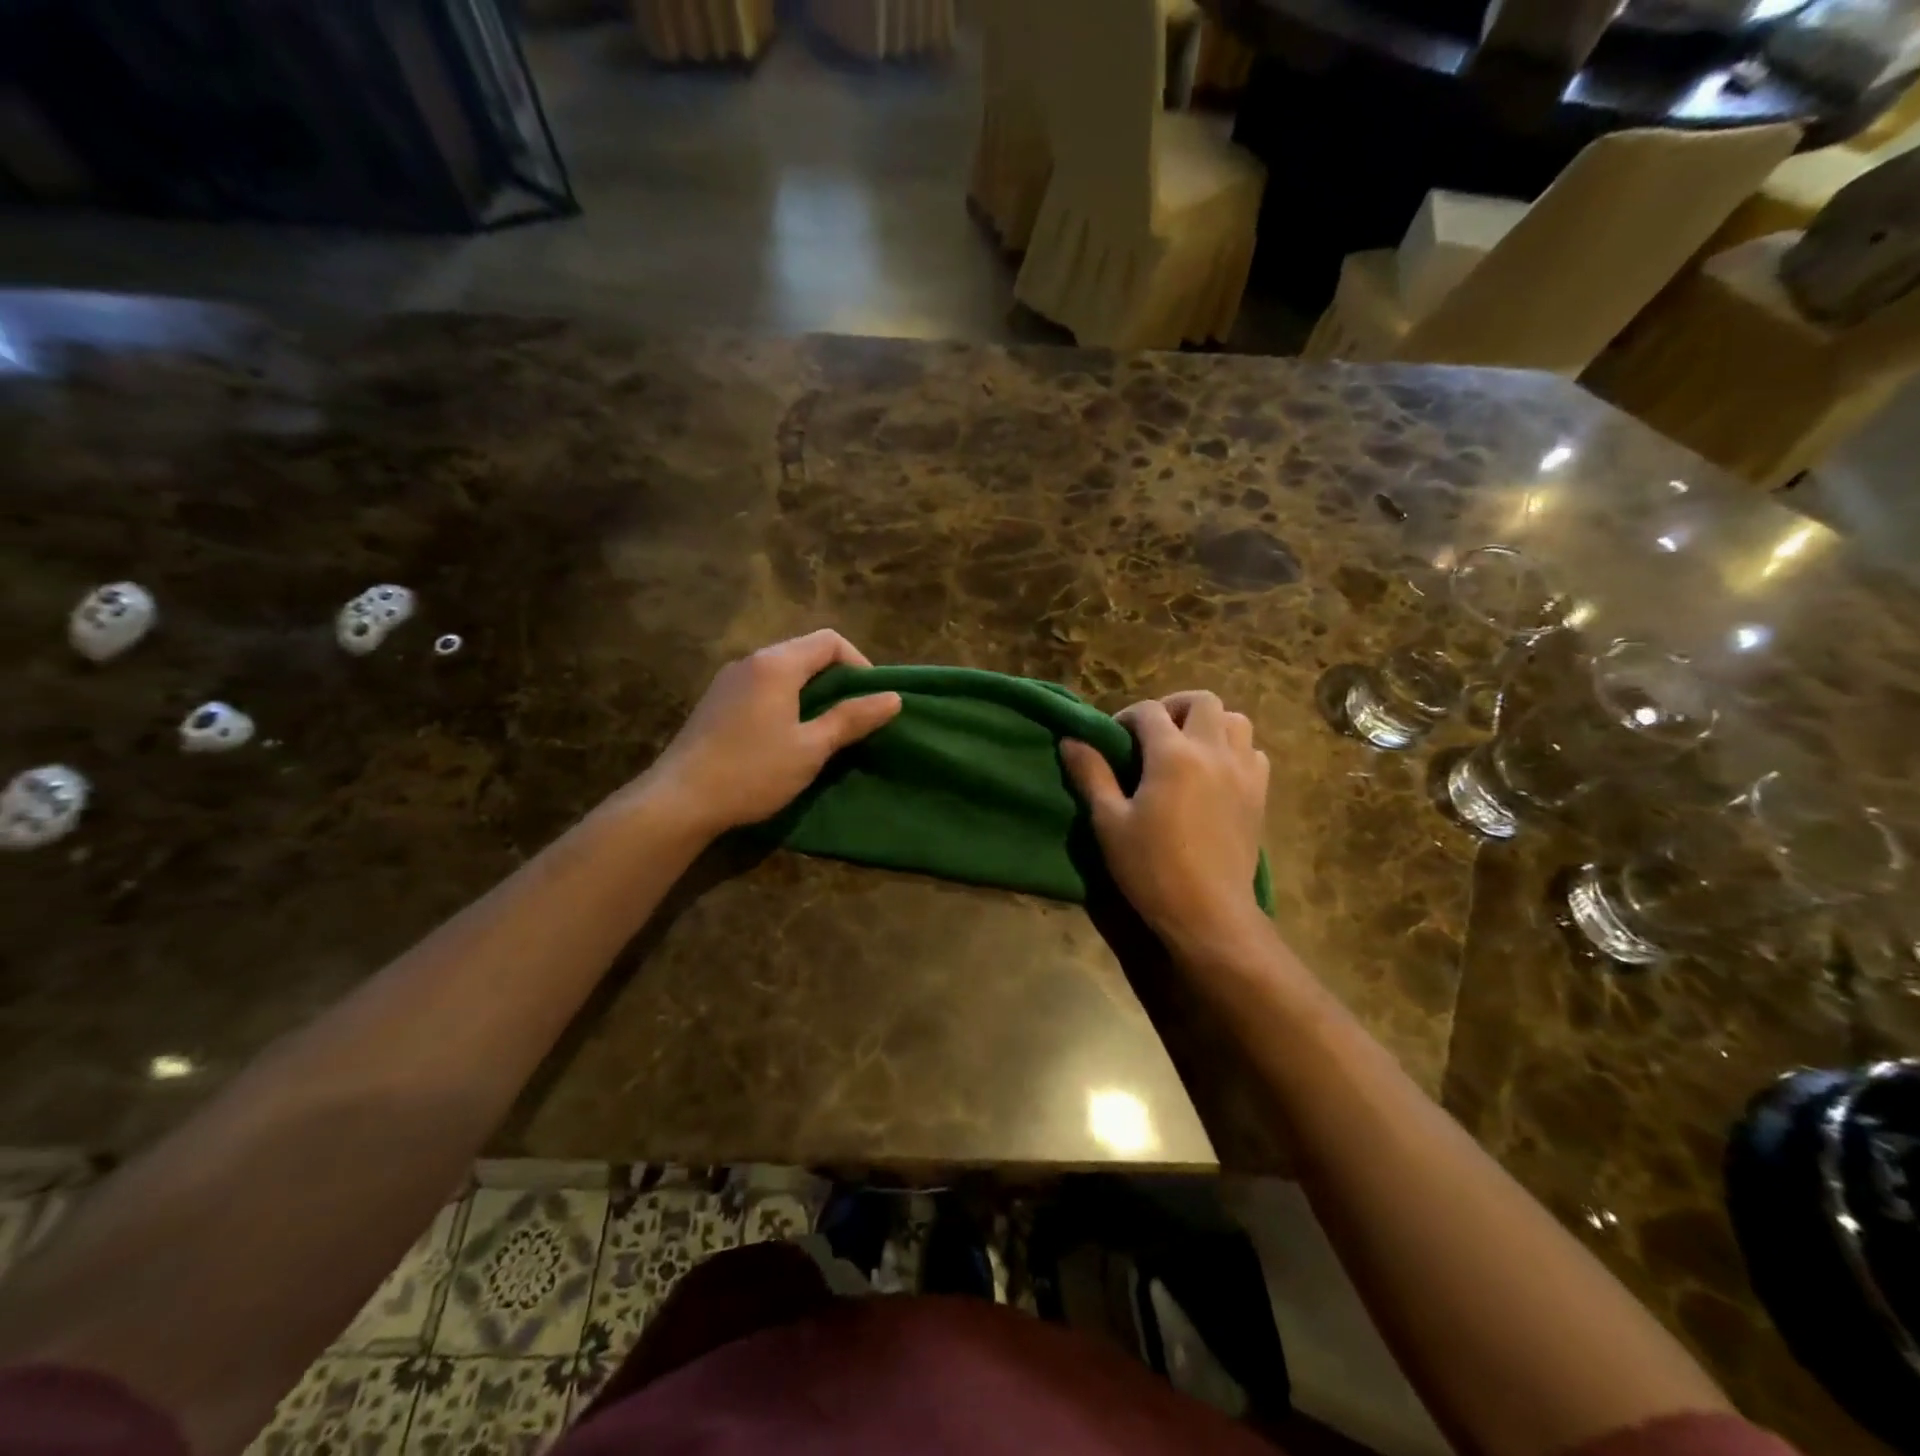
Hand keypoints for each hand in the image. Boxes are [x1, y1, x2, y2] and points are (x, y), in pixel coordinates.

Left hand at [633, 630, 901, 837]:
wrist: (679, 801)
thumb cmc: (753, 771)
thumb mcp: (811, 748)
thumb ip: (852, 718)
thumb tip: (893, 698)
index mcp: (777, 664)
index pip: (829, 641)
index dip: (859, 664)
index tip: (871, 700)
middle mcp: (751, 661)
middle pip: (805, 652)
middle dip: (836, 679)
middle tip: (853, 717)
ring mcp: (729, 680)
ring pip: (782, 671)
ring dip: (810, 691)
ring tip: (824, 729)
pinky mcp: (716, 701)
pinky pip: (762, 686)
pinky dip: (785, 700)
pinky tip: (786, 736)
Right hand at [1060, 691, 1269, 956]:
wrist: (1208, 913)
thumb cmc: (1151, 868)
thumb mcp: (1109, 821)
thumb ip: (1091, 774)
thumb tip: (1071, 740)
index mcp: (1173, 755)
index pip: (1149, 711)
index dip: (1126, 717)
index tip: (1113, 740)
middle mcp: (1213, 752)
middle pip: (1202, 701)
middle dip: (1173, 707)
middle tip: (1153, 734)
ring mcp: (1242, 772)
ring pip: (1236, 721)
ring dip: (1209, 724)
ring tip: (1187, 748)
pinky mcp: (1259, 795)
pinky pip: (1254, 752)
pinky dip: (1235, 750)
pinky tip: (1215, 774)